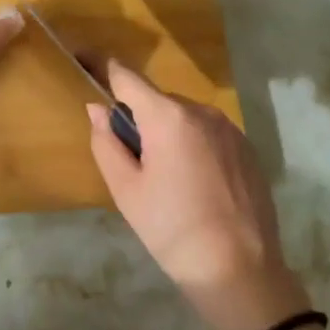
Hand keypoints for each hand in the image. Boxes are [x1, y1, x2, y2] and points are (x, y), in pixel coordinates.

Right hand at [86, 62, 311, 329]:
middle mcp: (201, 111)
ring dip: (166, 132)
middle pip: (156, 100)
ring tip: (165, 179)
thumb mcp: (126, 190)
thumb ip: (106, 142)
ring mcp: (230, 129)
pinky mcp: (247, 148)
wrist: (241, 272)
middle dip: (138, 117)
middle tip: (129, 159)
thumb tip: (98, 109)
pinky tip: (195, 185)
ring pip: (183, 118)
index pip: (125, 76)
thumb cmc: (172, 230)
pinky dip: (192, 145)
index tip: (81, 57)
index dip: (100, 65)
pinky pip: (207, 133)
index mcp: (168, 117)